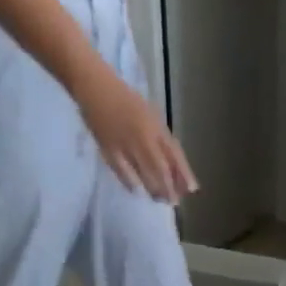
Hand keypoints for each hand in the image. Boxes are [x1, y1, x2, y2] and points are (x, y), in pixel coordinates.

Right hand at [75, 63, 197, 201]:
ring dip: (154, 190)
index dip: (185, 175)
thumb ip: (164, 141)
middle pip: (162, 171)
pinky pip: (124, 174)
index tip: (191, 190)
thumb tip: (178, 170)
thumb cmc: (126, 101)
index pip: (175, 156)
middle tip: (172, 201)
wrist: (94, 85)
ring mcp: (126, 144)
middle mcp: (144, 137)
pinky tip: (136, 189)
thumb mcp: (151, 117)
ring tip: (157, 197)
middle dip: (170, 189)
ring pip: (145, 176)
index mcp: (156, 127)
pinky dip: (132, 184)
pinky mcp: (108, 149)